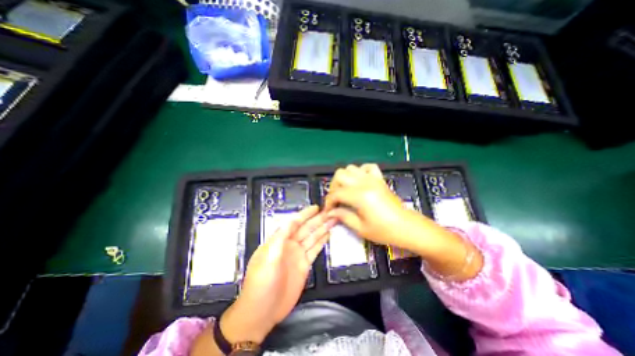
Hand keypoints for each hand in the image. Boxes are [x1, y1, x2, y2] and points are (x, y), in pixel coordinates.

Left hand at [222, 206, 333, 344]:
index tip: (316, 208)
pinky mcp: (304, 265)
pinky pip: (315, 250)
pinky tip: (327, 235)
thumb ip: (280, 238)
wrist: (262, 311)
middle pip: (306, 229)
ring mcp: (298, 255)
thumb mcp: (268, 258)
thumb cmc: (261, 283)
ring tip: (332, 220)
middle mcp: (290, 245)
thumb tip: (291, 220)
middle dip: (317, 220)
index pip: (294, 223)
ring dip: (322, 229)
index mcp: (279, 240)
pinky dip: (321, 242)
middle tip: (329, 212)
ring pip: (312, 237)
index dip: (305, 214)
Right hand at [324, 164, 423, 250]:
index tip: (328, 211)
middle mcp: (365, 183)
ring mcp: (373, 179)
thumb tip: (330, 212)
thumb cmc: (385, 231)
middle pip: (340, 175)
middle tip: (336, 200)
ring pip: (351, 168)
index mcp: (360, 196)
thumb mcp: (361, 228)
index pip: (336, 193)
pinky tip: (360, 181)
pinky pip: (368, 167)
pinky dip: (360, 171)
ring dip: (344, 178)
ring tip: (345, 190)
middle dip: (333, 187)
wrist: (407, 227)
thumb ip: (343, 216)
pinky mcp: (380, 179)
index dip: (329, 202)